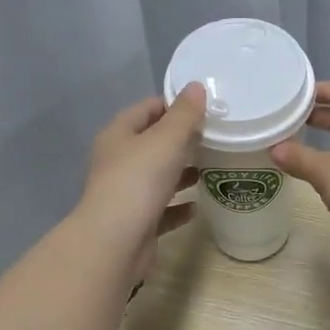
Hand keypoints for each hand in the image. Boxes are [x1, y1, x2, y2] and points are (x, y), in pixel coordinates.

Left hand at [79, 84, 206, 282]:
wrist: (115, 242)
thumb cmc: (139, 182)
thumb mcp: (166, 140)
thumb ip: (184, 115)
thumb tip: (196, 87)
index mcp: (119, 135)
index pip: (147, 109)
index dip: (173, 105)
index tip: (204, 109)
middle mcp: (119, 161)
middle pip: (152, 144)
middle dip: (181, 141)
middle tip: (214, 139)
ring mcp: (126, 194)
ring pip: (157, 177)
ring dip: (181, 173)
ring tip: (210, 169)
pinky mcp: (137, 222)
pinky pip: (162, 209)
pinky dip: (178, 206)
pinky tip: (197, 206)